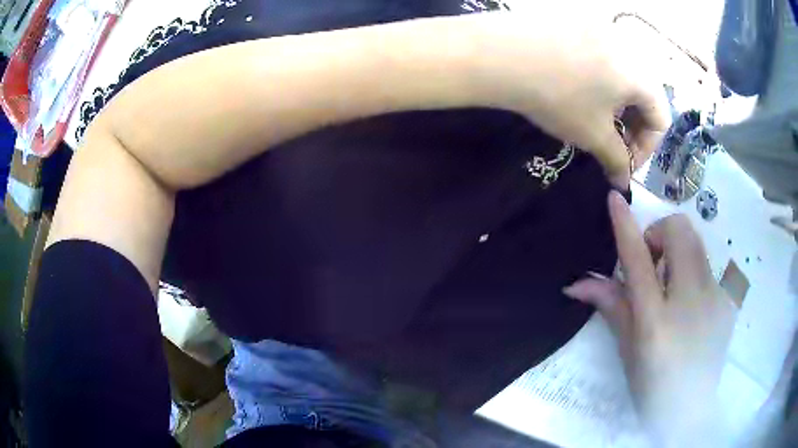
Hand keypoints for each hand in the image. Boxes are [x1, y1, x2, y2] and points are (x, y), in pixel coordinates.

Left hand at [473, 12, 669, 186]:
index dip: (646, 149)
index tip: (624, 164)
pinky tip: (580, 92)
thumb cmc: (557, 97)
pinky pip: (604, 58)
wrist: (501, 54)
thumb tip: (623, 181)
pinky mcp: (580, 24)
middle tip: (612, 145)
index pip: (661, 119)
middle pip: (645, 95)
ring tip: (596, 120)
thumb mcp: (592, 134)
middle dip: (633, 127)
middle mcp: (628, 47)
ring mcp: (603, 30)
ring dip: (619, 106)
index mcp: (640, 74)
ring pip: (625, 77)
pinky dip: (602, 82)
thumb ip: (616, 160)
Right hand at [563, 192, 734, 445]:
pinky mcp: (728, 300)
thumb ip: (611, 307)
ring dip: (678, 250)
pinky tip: (690, 304)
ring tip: (672, 285)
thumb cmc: (652, 385)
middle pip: (679, 232)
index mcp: (656, 321)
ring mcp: (715, 298)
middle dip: (661, 234)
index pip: (638, 260)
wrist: (691, 409)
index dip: (625, 226)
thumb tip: (576, 282)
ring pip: (697, 242)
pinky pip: (708, 266)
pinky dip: (693, 272)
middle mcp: (690, 301)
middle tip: (652, 263)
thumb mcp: (628, 350)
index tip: (615, 198)